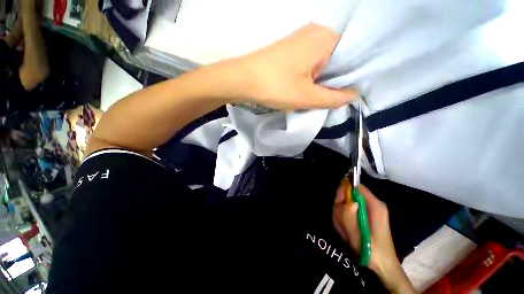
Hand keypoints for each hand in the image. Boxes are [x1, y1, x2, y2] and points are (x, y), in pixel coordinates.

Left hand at [225, 23, 358, 109]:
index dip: (353, 75)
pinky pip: (310, 61)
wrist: (242, 79)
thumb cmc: (276, 86)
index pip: (353, 54)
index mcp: (326, 37)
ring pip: (323, 61)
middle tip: (330, 96)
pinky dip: (312, 75)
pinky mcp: (291, 48)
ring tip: (317, 93)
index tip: (347, 92)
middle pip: (338, 57)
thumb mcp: (308, 97)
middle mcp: (317, 32)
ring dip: (322, 79)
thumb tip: (354, 95)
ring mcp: (302, 38)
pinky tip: (306, 86)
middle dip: (336, 79)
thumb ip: (334, 98)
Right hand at [333, 180, 416, 292]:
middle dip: (341, 207)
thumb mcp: (358, 236)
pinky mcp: (365, 215)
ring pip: (347, 203)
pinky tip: (347, 231)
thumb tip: (348, 202)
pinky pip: (349, 211)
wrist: (383, 267)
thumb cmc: (372, 252)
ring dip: (341, 215)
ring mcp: (369, 210)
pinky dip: (344, 219)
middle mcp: (373, 204)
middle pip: (349, 194)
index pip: (357, 187)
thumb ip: (350, 217)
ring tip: (345, 230)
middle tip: (342, 223)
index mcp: (375, 205)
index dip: (344, 190)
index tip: (338, 204)